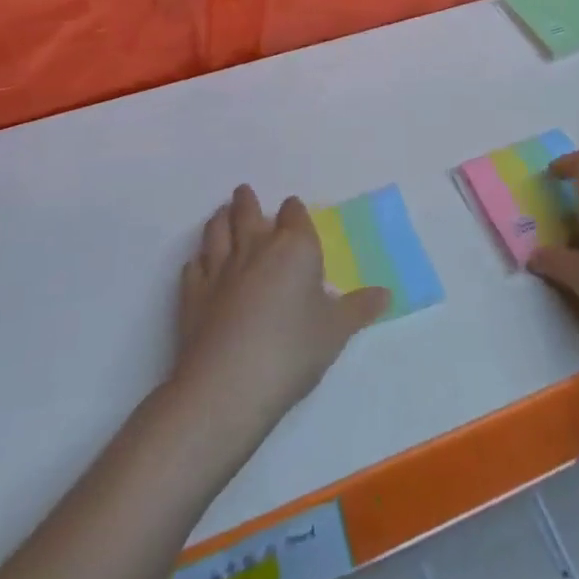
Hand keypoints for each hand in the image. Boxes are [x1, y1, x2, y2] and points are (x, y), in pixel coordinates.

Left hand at [173, 185, 388, 436]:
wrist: (228, 386)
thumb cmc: (292, 351)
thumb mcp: (336, 332)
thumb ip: (358, 309)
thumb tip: (386, 293)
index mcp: (295, 248)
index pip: (294, 214)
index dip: (293, 211)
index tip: (292, 210)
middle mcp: (256, 248)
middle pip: (248, 212)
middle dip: (247, 201)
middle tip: (244, 192)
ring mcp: (220, 269)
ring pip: (217, 231)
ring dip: (220, 219)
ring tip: (221, 214)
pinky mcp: (192, 294)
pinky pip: (194, 266)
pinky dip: (198, 260)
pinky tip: (199, 264)